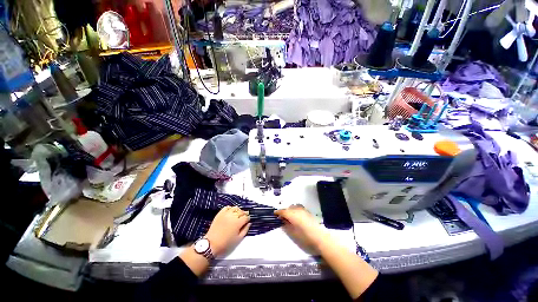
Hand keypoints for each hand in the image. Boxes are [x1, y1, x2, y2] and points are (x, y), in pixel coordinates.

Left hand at [205, 206, 250, 255]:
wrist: (211, 244)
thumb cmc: (226, 243)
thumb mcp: (238, 239)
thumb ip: (245, 230)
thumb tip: (249, 223)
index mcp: (238, 222)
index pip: (246, 217)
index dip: (248, 218)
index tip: (248, 221)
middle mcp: (233, 216)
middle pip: (241, 211)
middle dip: (244, 214)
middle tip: (244, 217)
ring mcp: (226, 214)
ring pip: (235, 208)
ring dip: (238, 210)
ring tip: (238, 214)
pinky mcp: (220, 213)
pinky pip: (227, 207)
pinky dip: (230, 208)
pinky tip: (231, 212)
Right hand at [274, 205, 328, 253]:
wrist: (319, 236)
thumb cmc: (305, 236)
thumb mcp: (293, 232)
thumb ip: (286, 225)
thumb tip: (283, 221)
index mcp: (292, 215)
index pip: (283, 211)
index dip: (278, 212)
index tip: (274, 214)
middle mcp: (297, 210)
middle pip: (288, 208)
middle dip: (284, 211)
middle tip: (282, 217)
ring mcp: (303, 210)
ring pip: (293, 207)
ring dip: (290, 210)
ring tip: (289, 217)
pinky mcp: (307, 211)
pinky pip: (298, 208)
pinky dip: (295, 210)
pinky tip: (296, 216)